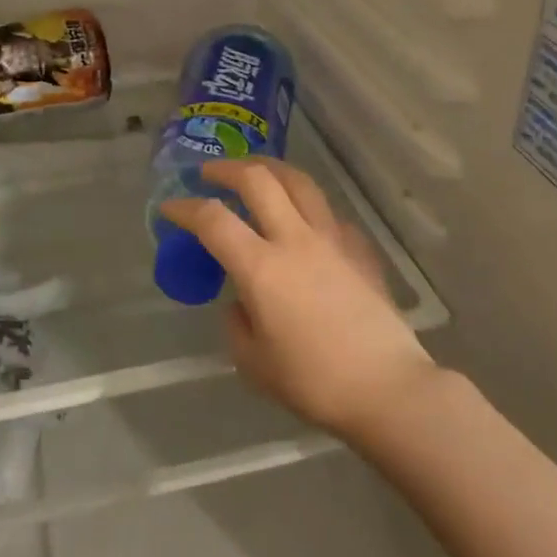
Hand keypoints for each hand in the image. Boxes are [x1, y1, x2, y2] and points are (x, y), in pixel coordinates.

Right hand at [159, 159, 437, 441]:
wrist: (386, 387)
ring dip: (271, 169)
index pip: (213, 220)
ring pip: (299, 182)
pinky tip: (305, 221)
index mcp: (261, 267)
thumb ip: (237, 324)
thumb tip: (242, 303)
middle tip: (210, 173)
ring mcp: (332, 239)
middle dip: (227, 169)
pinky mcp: (360, 249)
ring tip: (256, 172)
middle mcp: (295, 239)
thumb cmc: (313, 381)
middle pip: (258, 180)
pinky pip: (329, 213)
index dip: (185, 208)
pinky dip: (308, 206)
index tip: (170, 208)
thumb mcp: (254, 363)